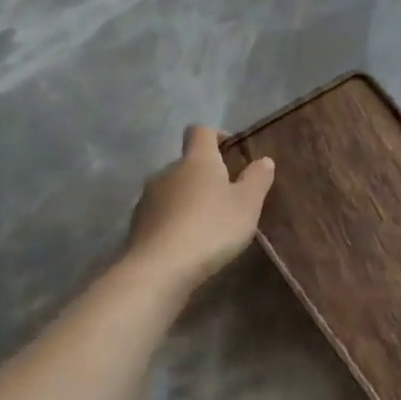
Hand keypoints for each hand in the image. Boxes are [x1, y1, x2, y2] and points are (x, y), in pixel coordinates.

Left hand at [124, 126, 274, 288]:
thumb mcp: (248, 204)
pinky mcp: (137, 224)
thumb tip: (263, 160)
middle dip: (206, 175)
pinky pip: (161, 214)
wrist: (160, 268)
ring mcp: (148, 198)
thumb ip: (257, 179)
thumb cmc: (211, 227)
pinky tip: (188, 243)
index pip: (200, 131)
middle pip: (187, 163)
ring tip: (208, 224)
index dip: (216, 136)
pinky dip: (175, 221)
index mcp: (196, 161)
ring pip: (173, 189)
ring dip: (189, 199)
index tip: (231, 151)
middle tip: (227, 198)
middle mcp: (167, 171)